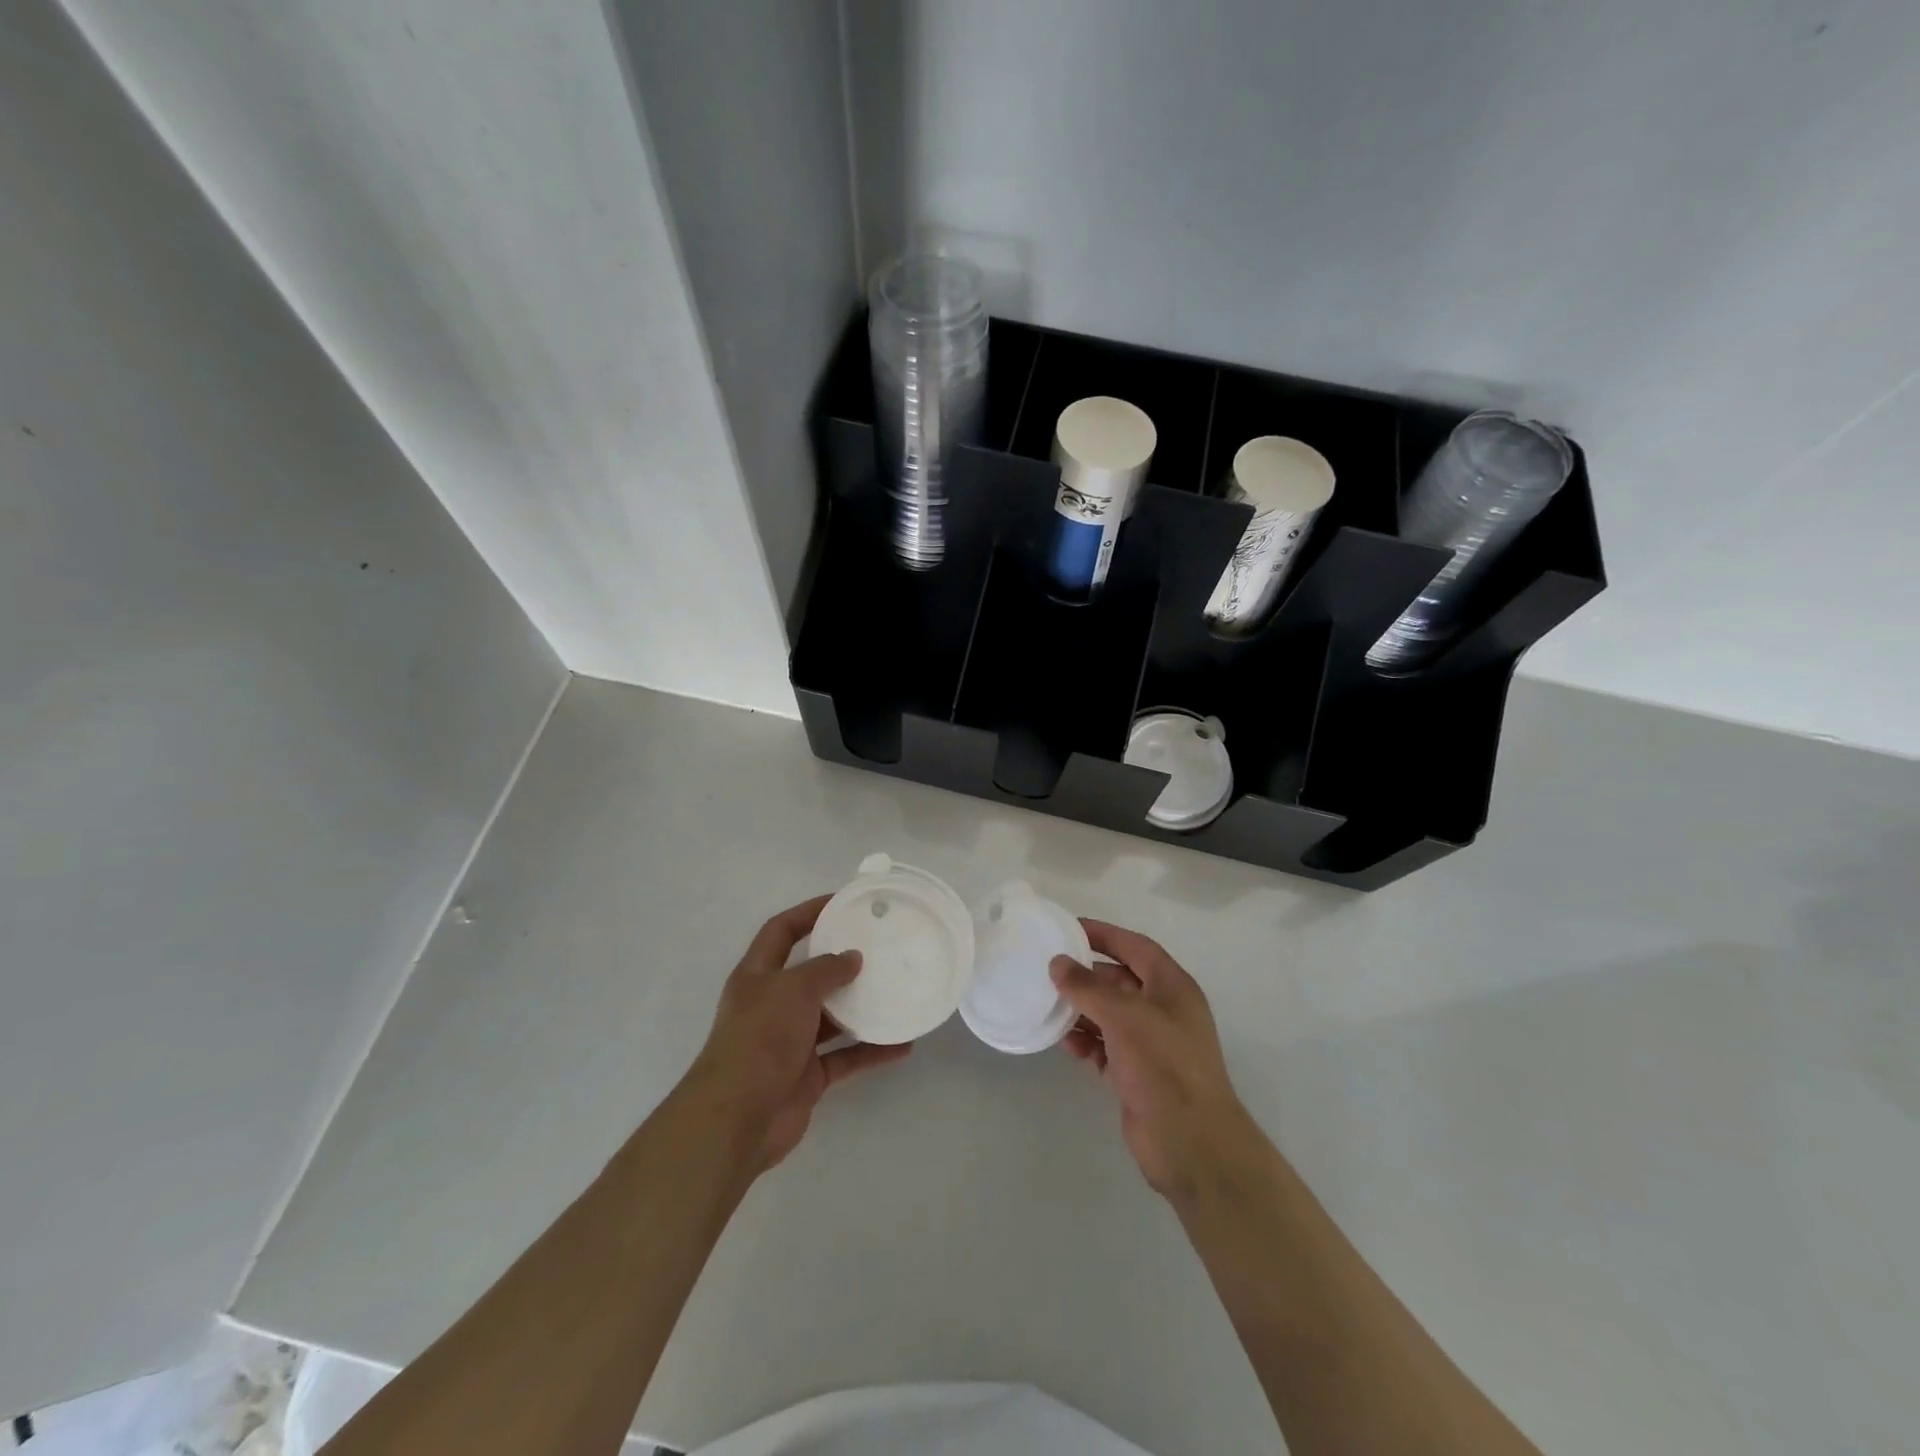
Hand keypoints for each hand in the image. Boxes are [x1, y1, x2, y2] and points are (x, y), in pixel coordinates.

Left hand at [683, 895, 911, 1172]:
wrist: (738, 1118)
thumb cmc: (760, 1038)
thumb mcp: (793, 989)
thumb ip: (825, 969)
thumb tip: (852, 958)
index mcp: (758, 976)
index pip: (781, 931)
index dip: (808, 912)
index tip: (842, 902)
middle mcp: (772, 1005)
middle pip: (809, 974)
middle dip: (840, 961)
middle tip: (879, 947)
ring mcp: (789, 1042)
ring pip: (831, 1017)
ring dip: (861, 1007)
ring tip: (896, 991)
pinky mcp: (807, 1076)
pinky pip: (845, 1056)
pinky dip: (871, 1051)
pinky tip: (902, 1044)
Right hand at [1052, 921, 1264, 1202]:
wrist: (1191, 1142)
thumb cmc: (1163, 1065)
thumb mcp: (1123, 1015)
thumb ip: (1087, 986)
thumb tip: (1058, 963)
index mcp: (1172, 986)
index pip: (1135, 947)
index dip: (1104, 934)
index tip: (1069, 928)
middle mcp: (1164, 1010)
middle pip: (1120, 980)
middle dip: (1087, 976)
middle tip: (1049, 969)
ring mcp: (1152, 1044)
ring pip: (1110, 1015)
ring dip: (1082, 1010)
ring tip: (1049, 1007)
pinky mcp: (1137, 1074)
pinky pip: (1106, 1047)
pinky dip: (1087, 1042)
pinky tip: (1066, 1044)